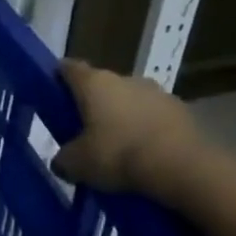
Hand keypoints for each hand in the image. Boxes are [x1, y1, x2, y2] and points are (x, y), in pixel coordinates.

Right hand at [52, 59, 206, 195]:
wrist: (181, 167)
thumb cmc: (116, 155)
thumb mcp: (75, 163)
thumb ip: (63, 158)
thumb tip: (63, 160)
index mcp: (94, 83)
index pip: (69, 68)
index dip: (58, 78)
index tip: (51, 92)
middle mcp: (126, 79)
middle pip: (101, 86)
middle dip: (92, 104)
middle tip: (82, 130)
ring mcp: (158, 93)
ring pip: (130, 101)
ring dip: (122, 117)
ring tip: (116, 146)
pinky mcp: (183, 111)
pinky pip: (154, 117)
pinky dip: (146, 130)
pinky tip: (142, 154)